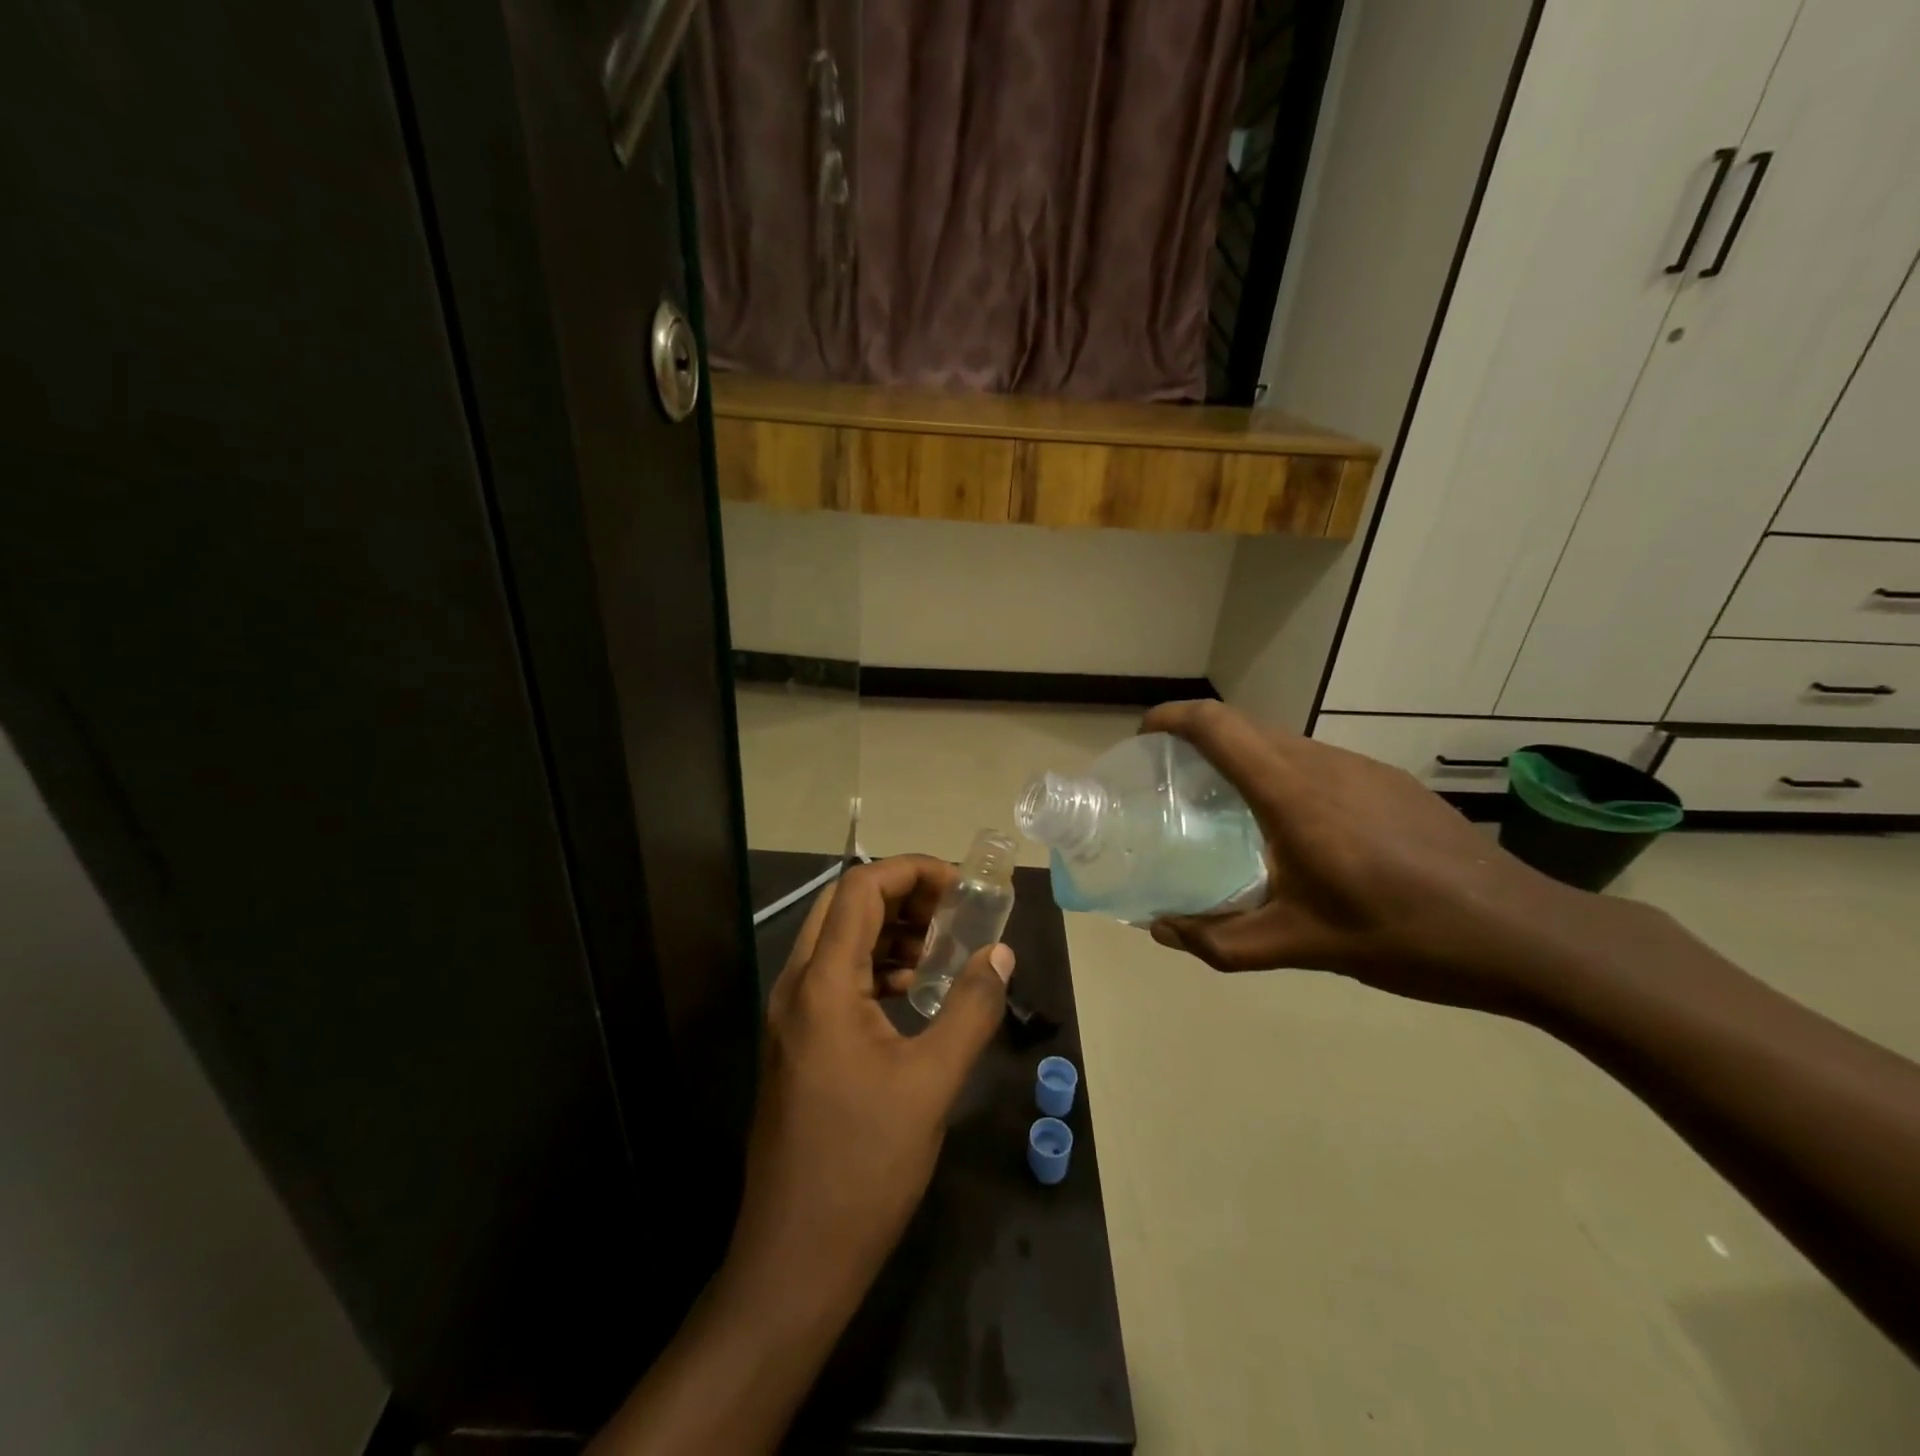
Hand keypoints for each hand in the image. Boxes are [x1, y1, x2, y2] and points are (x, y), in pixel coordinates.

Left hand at [588, 858, 1015, 1454]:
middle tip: (955, 913)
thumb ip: (971, 1008)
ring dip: (889, 931)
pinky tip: (914, 992)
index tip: (962, 887)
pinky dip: (876, 966)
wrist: (795, 1257)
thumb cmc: (864, 1166)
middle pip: (845, 906)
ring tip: (942, 950)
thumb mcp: (932, 1083)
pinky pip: (836, 977)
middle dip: (903, 897)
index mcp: (822, 984)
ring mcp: (791, 1015)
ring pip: (839, 940)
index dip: (912, 871)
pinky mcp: (797, 1042)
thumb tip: (1000, 952)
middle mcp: (797, 986)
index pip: (860, 888)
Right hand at [1142, 700, 1582, 1011]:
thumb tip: (1161, 930)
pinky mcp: (1390, 781)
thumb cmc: (1401, 935)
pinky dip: (1283, 773)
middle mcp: (1323, 764)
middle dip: (1199, 738)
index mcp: (1292, 794)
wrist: (1521, 933)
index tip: (1145, 735)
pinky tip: (1296, 826)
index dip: (1173, 717)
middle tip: (1173, 779)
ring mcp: (1363, 767)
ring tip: (1227, 805)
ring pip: (1282, 742)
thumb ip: (1220, 940)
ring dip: (1243, 757)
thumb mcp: (1300, 946)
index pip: (1217, 725)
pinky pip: (1317, 761)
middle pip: (1245, 726)